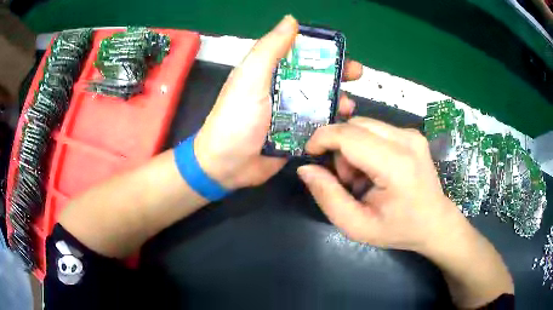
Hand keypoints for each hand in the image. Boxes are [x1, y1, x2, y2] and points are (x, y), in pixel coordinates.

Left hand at [195, 15, 362, 189]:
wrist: (228, 164)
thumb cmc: (236, 119)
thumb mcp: (250, 78)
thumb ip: (269, 49)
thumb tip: (291, 20)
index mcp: (270, 72)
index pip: (300, 53)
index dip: (322, 50)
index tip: (341, 51)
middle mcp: (282, 89)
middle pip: (315, 76)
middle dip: (338, 74)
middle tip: (356, 75)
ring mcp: (291, 113)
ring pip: (321, 100)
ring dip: (338, 99)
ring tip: (348, 106)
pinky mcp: (296, 134)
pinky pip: (319, 124)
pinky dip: (331, 122)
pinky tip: (341, 124)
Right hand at [297, 117, 462, 253]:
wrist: (435, 222)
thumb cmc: (398, 229)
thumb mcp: (357, 226)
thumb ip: (328, 197)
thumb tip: (306, 169)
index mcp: (396, 165)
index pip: (349, 135)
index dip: (322, 139)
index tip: (310, 155)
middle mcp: (407, 140)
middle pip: (354, 125)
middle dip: (339, 148)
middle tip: (346, 180)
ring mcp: (412, 134)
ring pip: (363, 125)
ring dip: (353, 148)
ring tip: (363, 178)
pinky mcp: (412, 134)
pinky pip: (376, 129)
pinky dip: (366, 147)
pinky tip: (375, 169)